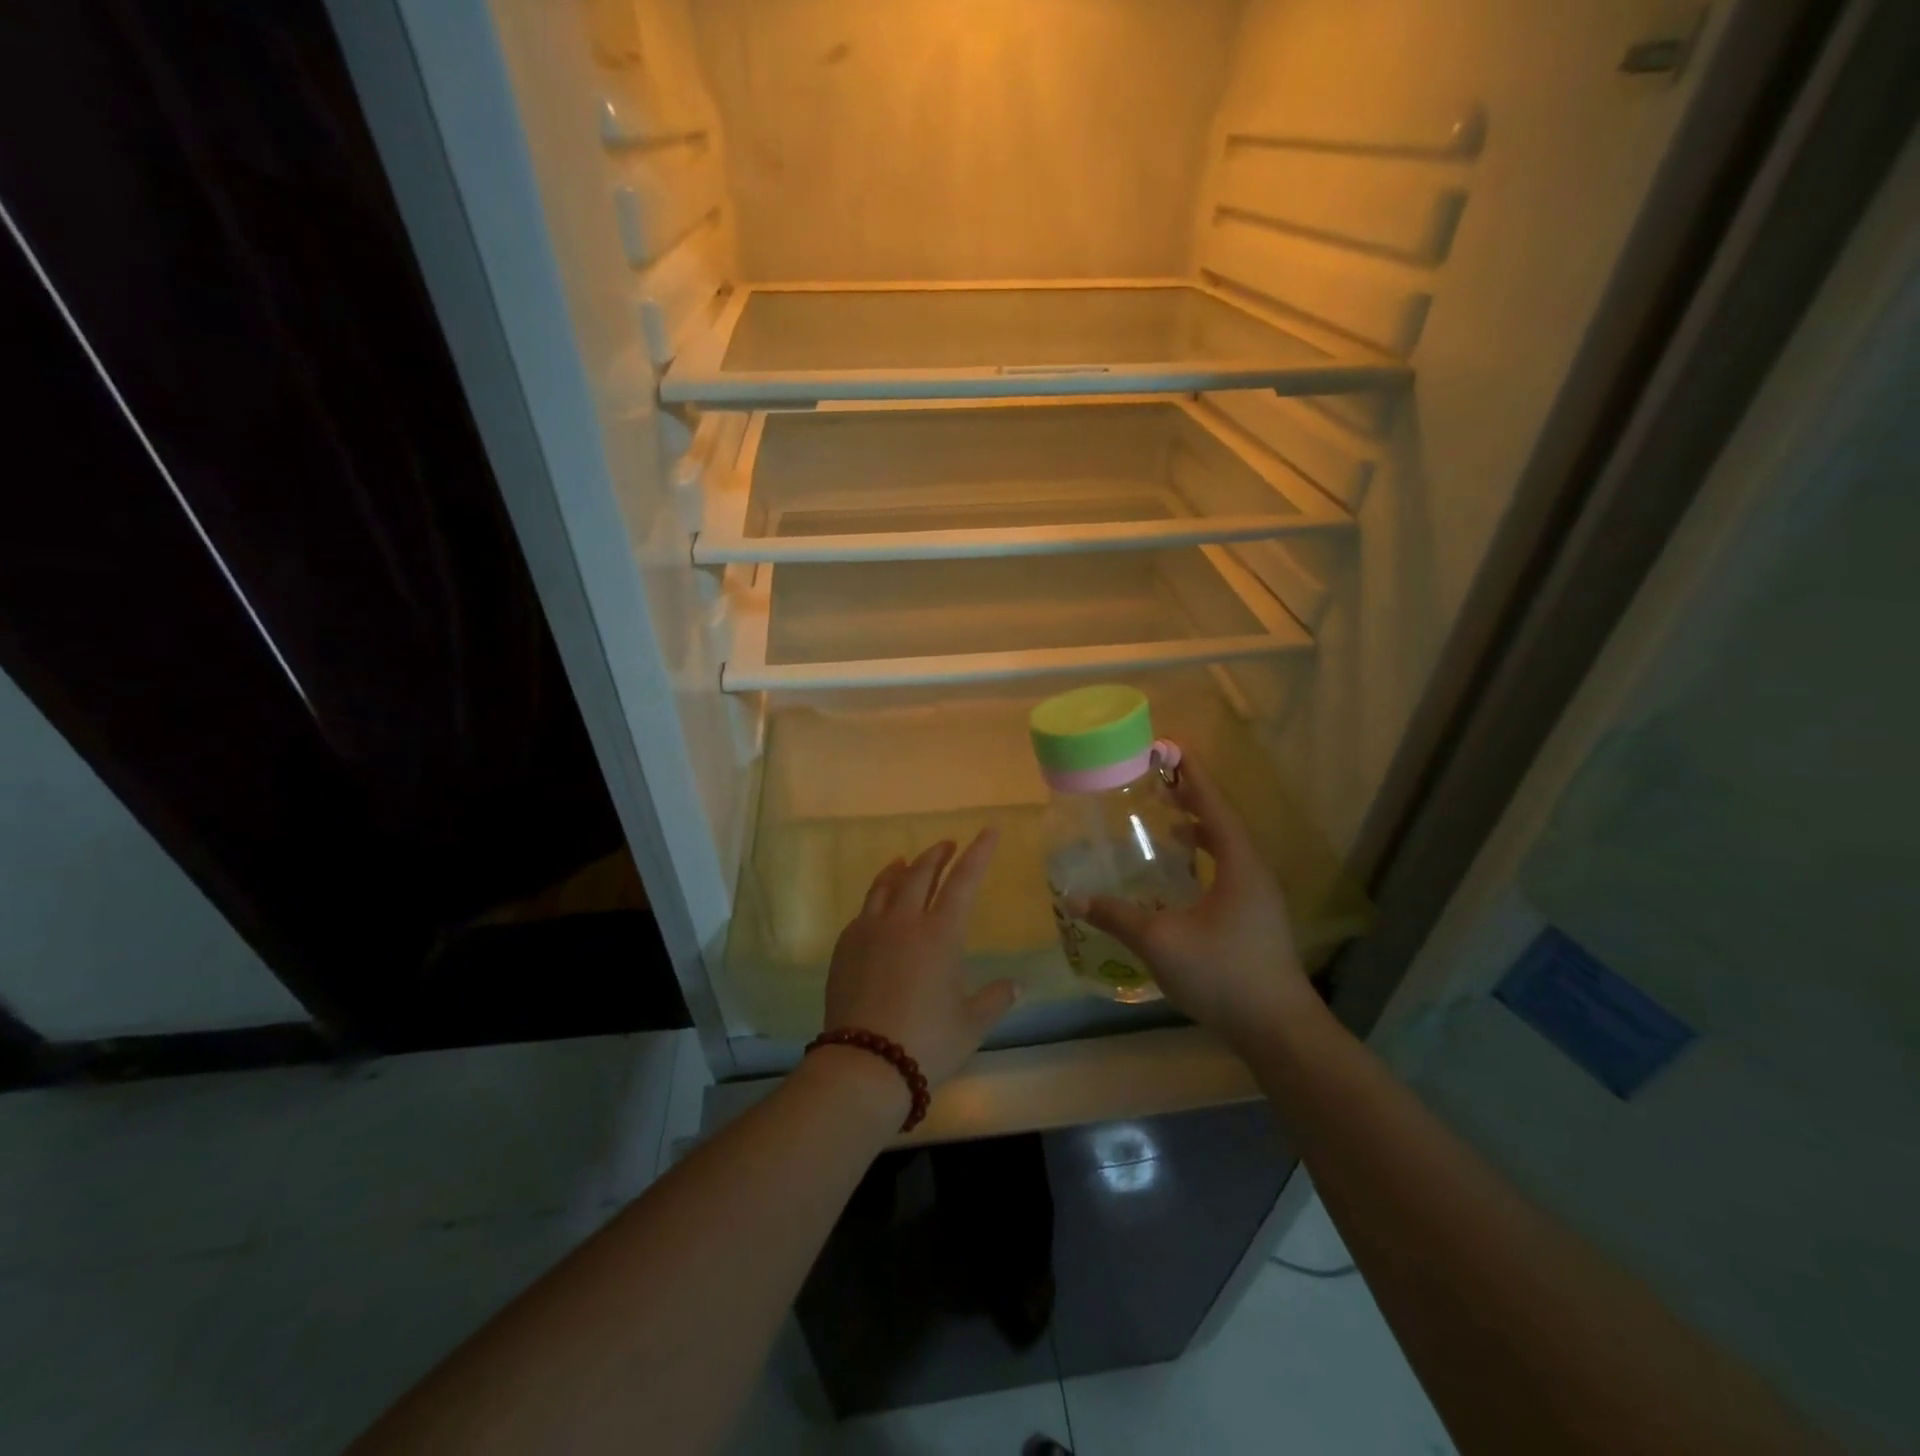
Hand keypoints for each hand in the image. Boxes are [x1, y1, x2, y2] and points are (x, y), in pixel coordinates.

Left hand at [822, 828, 1018, 1087]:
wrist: (864, 1064)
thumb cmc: (927, 1042)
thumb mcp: (972, 1023)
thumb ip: (996, 998)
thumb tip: (1018, 984)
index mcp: (940, 934)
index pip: (964, 881)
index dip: (978, 853)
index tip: (988, 831)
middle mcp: (904, 921)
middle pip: (921, 873)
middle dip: (938, 855)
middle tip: (948, 845)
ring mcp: (870, 930)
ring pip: (887, 885)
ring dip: (902, 868)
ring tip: (907, 861)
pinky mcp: (845, 946)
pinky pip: (865, 909)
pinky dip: (878, 896)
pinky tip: (880, 904)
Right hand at [1066, 751, 1312, 1047]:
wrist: (1279, 1031)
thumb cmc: (1223, 974)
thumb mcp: (1161, 942)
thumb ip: (1118, 917)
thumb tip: (1076, 898)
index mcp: (1240, 865)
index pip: (1214, 807)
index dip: (1192, 776)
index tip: (1171, 749)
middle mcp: (1255, 874)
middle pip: (1223, 823)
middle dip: (1192, 799)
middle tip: (1158, 783)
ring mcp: (1260, 899)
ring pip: (1228, 850)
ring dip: (1199, 830)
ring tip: (1167, 823)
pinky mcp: (1257, 921)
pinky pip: (1228, 872)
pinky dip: (1204, 859)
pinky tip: (1181, 879)